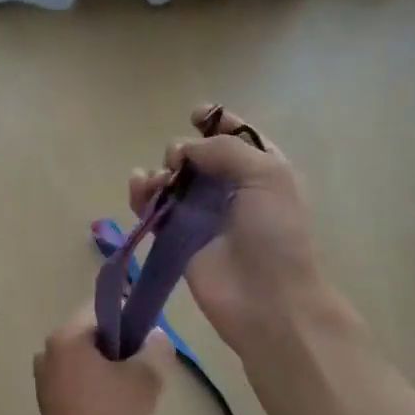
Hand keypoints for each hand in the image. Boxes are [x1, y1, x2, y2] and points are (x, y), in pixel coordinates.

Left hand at [33, 308, 169, 414]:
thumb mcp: (144, 379)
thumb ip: (155, 348)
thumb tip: (156, 335)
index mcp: (66, 337)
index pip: (101, 308)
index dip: (130, 314)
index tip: (151, 334)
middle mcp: (48, 352)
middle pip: (93, 334)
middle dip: (122, 345)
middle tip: (148, 365)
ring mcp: (45, 379)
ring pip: (88, 359)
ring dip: (112, 368)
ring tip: (136, 390)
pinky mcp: (49, 403)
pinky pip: (79, 380)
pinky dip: (99, 386)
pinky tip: (118, 408)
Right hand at [129, 104, 329, 356]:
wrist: (267, 299)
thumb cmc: (275, 233)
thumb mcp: (266, 174)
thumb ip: (224, 150)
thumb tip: (184, 151)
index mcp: (262, 168)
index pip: (236, 135)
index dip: (215, 122)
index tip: (195, 116)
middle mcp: (231, 188)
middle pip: (197, 156)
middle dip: (183, 150)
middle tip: (181, 164)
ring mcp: (202, 215)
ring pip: (171, 181)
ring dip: (160, 173)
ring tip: (158, 183)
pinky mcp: (177, 239)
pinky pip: (154, 209)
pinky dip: (142, 195)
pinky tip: (139, 189)